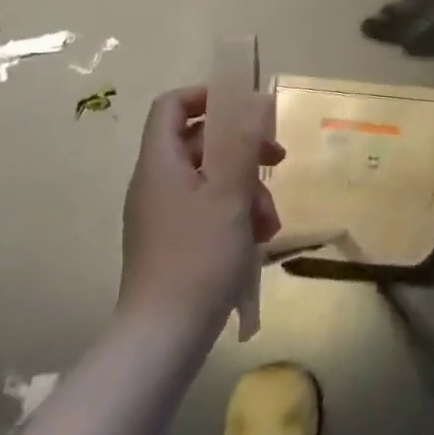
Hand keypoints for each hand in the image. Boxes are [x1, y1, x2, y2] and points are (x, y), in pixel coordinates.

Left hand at [118, 86, 284, 334]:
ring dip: (246, 187)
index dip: (207, 96)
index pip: (172, 105)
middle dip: (243, 149)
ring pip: (211, 178)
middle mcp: (156, 182)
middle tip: (276, 159)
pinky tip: (258, 239)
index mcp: (160, 163)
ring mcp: (163, 214)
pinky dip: (235, 213)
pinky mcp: (173, 242)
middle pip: (200, 141)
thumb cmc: (198, 256)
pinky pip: (207, 208)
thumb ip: (244, 142)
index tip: (246, 108)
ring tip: (270, 219)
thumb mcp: (231, 193)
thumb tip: (256, 100)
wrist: (164, 338)